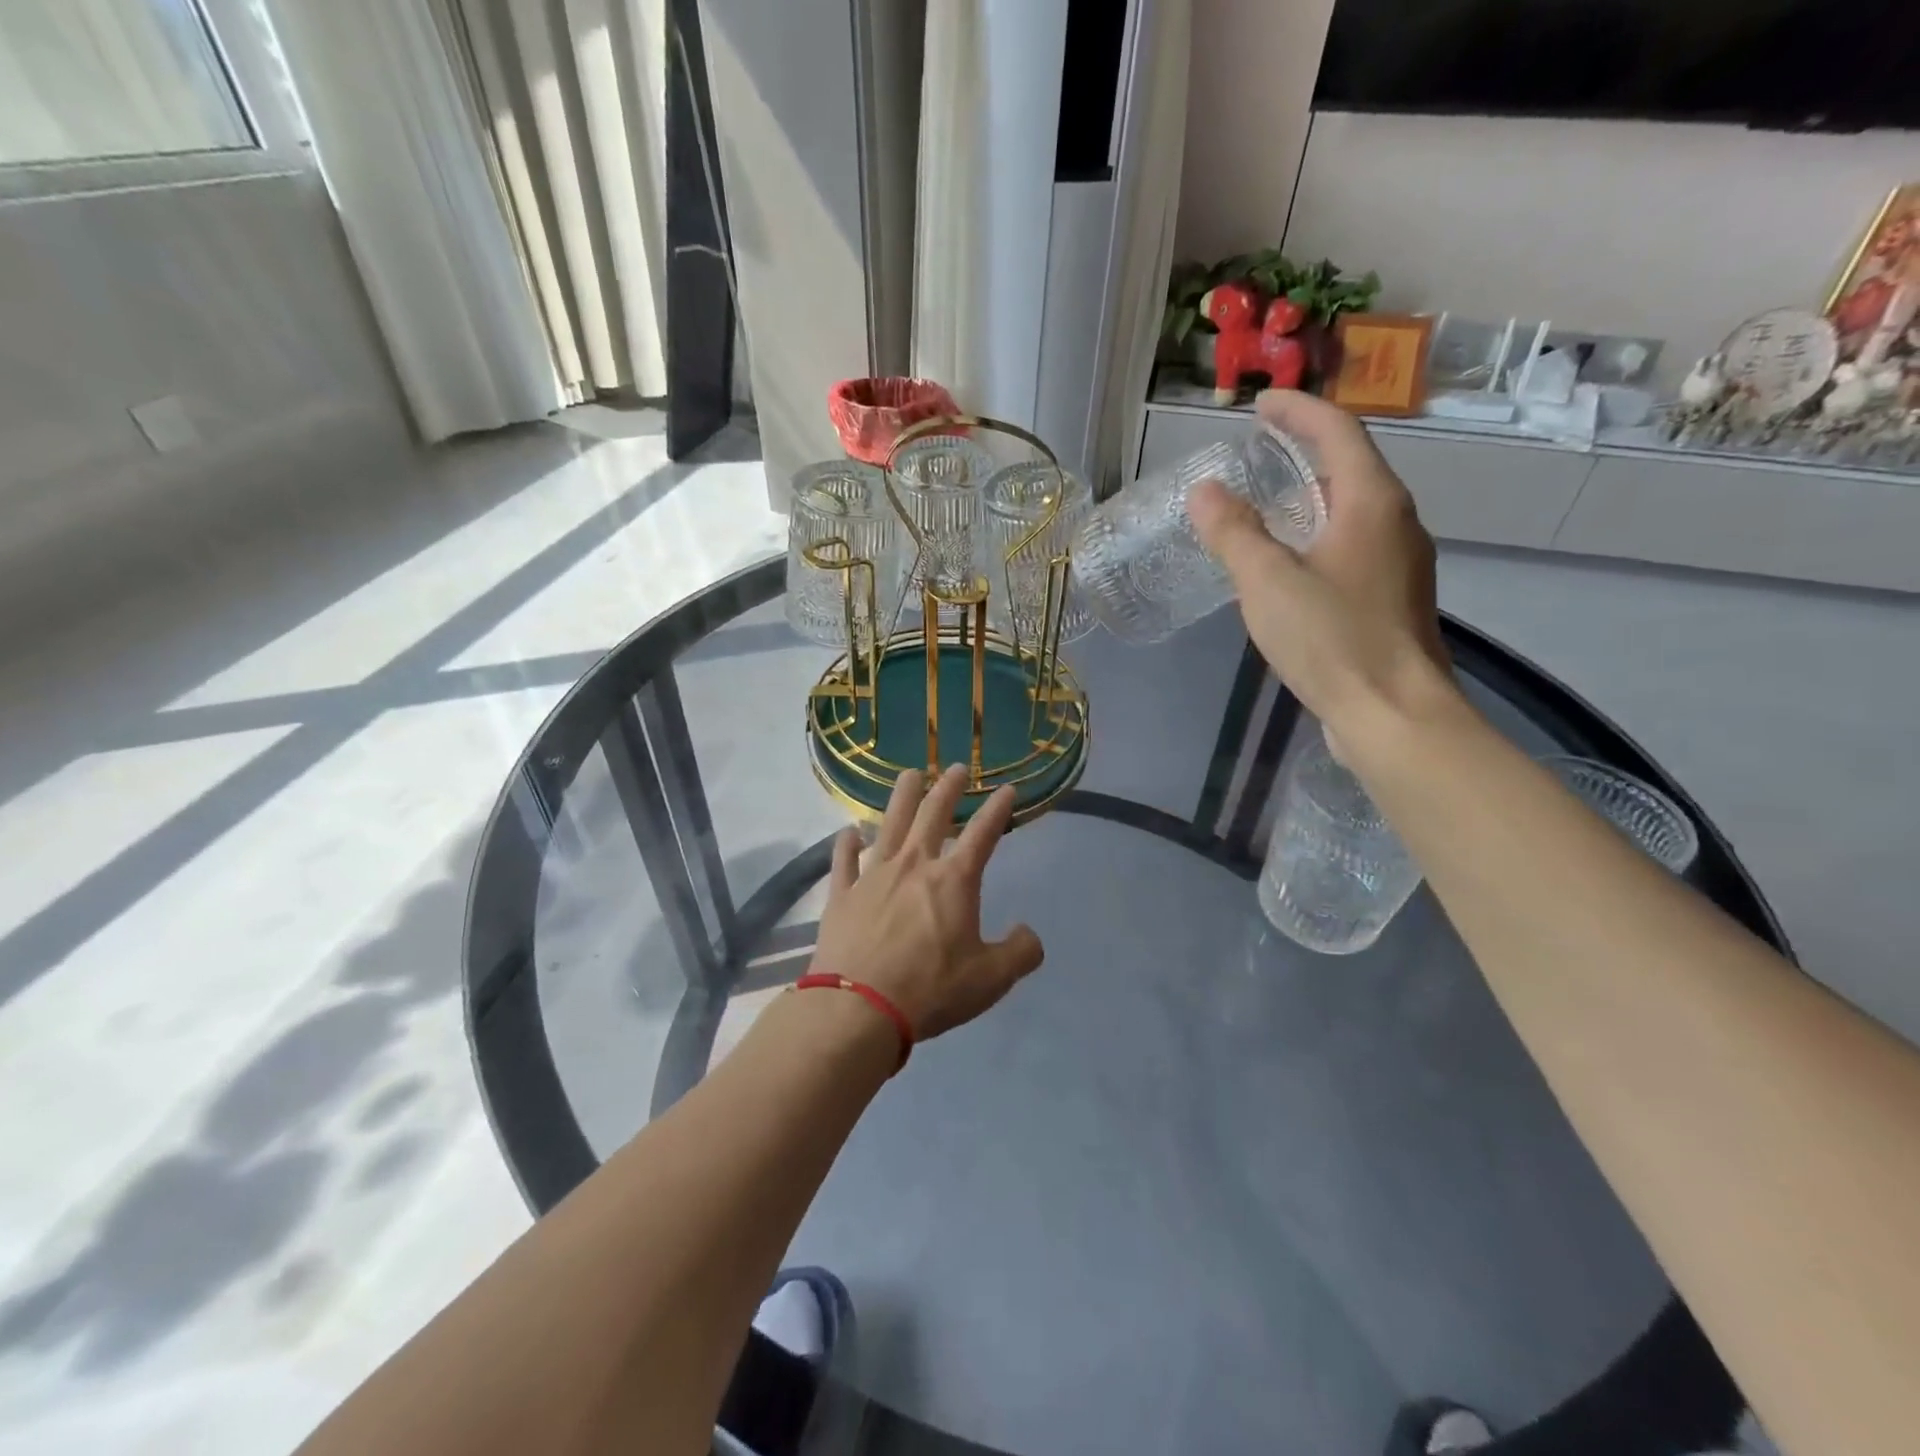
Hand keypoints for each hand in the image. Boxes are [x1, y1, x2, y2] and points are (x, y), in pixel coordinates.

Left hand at [812, 766, 1043, 1039]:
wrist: (859, 1008)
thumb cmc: (931, 989)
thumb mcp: (991, 979)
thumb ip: (1019, 953)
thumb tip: (1029, 935)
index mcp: (953, 880)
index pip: (983, 834)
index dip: (998, 809)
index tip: (1007, 788)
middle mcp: (914, 866)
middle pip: (933, 815)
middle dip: (948, 788)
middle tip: (957, 767)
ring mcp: (873, 876)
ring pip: (890, 824)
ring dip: (901, 797)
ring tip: (909, 775)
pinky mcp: (842, 895)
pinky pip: (844, 861)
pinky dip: (846, 844)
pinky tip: (848, 832)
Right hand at [1188, 390, 1454, 741]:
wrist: (1394, 715)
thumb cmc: (1332, 640)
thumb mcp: (1268, 582)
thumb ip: (1234, 533)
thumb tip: (1206, 491)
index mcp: (1371, 502)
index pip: (1337, 432)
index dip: (1297, 412)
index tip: (1260, 405)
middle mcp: (1395, 522)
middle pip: (1350, 466)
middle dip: (1304, 450)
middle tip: (1259, 451)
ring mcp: (1400, 563)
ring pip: (1352, 509)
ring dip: (1311, 495)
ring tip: (1268, 502)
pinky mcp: (1392, 598)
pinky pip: (1352, 545)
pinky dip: (1318, 534)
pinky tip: (1291, 562)